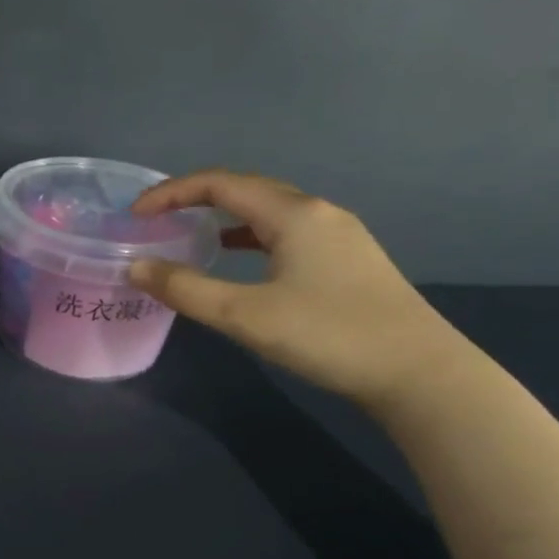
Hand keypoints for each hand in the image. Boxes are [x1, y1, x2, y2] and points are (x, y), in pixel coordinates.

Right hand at [127, 170, 470, 410]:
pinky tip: (241, 262)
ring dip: (224, 217)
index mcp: (293, 214)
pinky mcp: (349, 261)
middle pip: (245, 189)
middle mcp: (318, 213)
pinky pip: (286, 233)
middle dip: (195, 198)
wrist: (423, 376)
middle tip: (158, 220)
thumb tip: (135, 267)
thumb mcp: (245, 315)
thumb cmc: (329, 335)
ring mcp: (340, 236)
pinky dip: (251, 237)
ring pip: (268, 211)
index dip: (171, 192)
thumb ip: (185, 289)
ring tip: (190, 236)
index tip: (136, 214)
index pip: (218, 183)